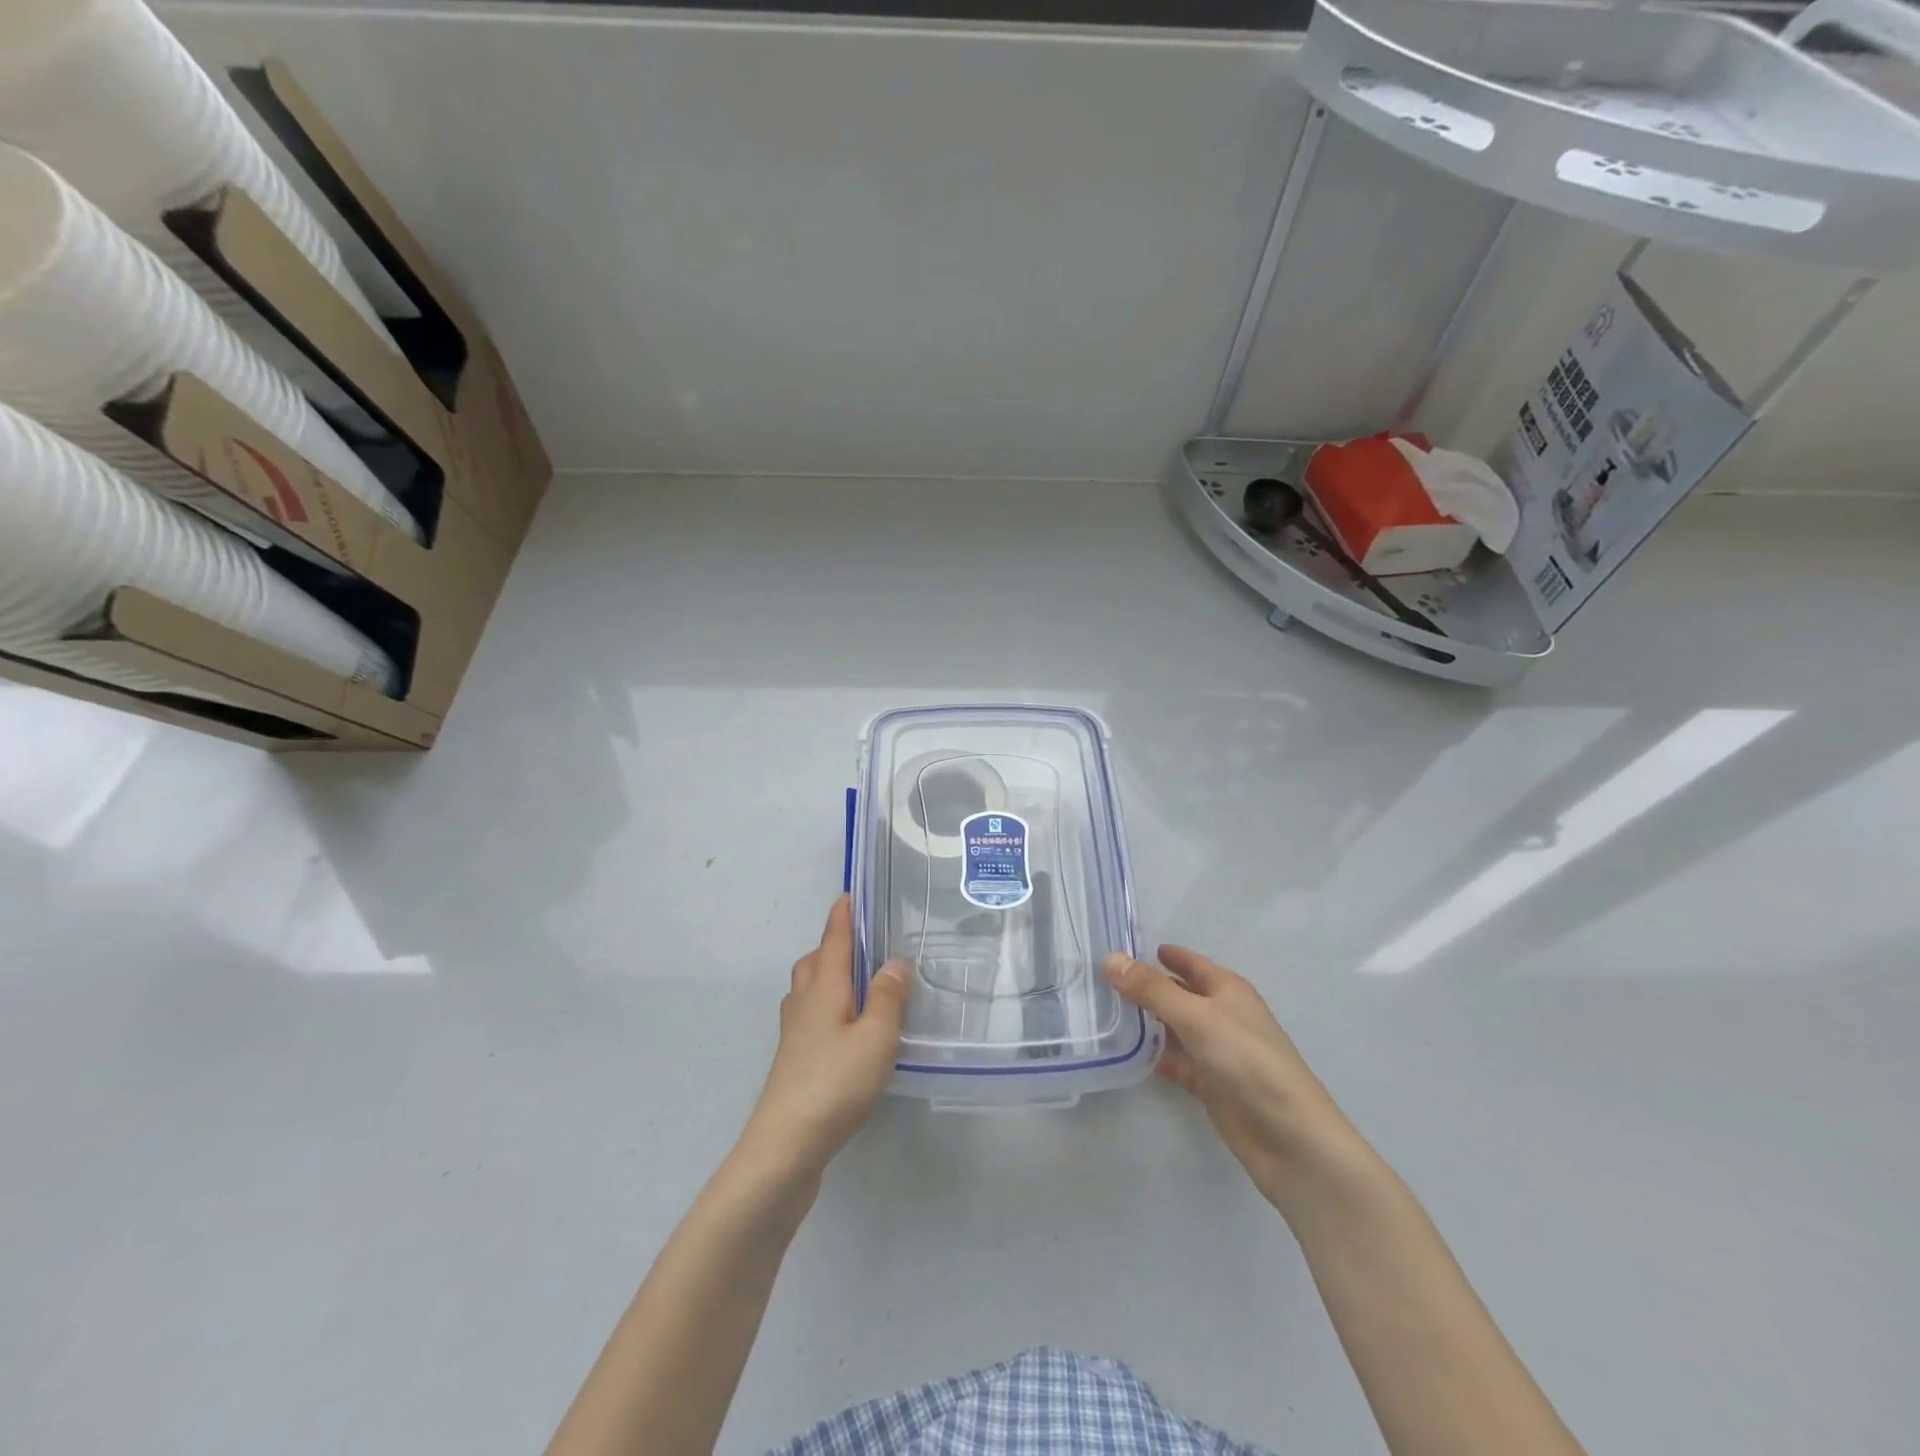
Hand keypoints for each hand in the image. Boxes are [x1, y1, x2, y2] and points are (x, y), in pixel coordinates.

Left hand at [740, 896, 909, 1178]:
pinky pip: (809, 1014)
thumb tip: (894, 961)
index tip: (850, 894)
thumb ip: (888, 998)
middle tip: (863, 944)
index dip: (843, 916)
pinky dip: (825, 1005)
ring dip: (827, 975)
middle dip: (833, 945)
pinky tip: (843, 1028)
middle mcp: (804, 1002)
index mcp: (824, 987)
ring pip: (807, 988)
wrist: (786, 1145)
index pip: (833, 939)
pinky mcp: (793, 1058)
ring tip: (857, 982)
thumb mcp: (876, 1037)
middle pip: (814, 961)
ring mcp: (794, 1032)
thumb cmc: (835, 1083)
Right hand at [1105, 946, 1363, 1212]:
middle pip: (1178, 994)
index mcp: (1227, 990)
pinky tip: (1124, 1052)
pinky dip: (1154, 1055)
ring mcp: (1216, 1051)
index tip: (1122, 948)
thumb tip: (1110, 958)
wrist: (1289, 1137)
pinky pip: (1175, 1061)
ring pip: (1174, 1028)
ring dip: (1145, 1022)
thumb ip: (1151, 989)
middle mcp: (1222, 1015)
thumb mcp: (1196, 1016)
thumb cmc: (1247, 1061)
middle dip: (1145, 987)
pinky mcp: (1210, 1084)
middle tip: (1100, 980)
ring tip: (1103, 1012)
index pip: (1189, 962)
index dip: (1161, 954)